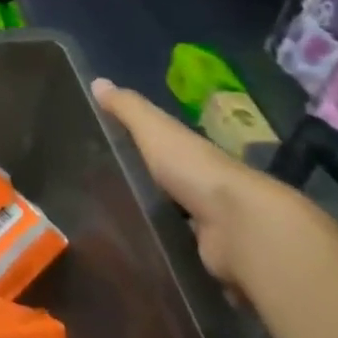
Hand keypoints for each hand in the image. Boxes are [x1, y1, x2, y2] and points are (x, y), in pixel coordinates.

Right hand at [91, 78, 287, 292]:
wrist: (240, 226)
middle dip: (143, 187)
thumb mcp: (155, 131)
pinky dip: (162, 250)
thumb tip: (98, 80)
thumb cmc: (194, 170)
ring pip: (173, 219)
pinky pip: (178, 250)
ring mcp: (208, 225)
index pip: (164, 146)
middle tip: (97, 193)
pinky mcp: (205, 256)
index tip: (105, 149)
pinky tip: (133, 252)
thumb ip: (128, 109)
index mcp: (192, 155)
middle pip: (168, 183)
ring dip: (152, 221)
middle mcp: (203, 187)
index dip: (139, 144)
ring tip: (107, 226)